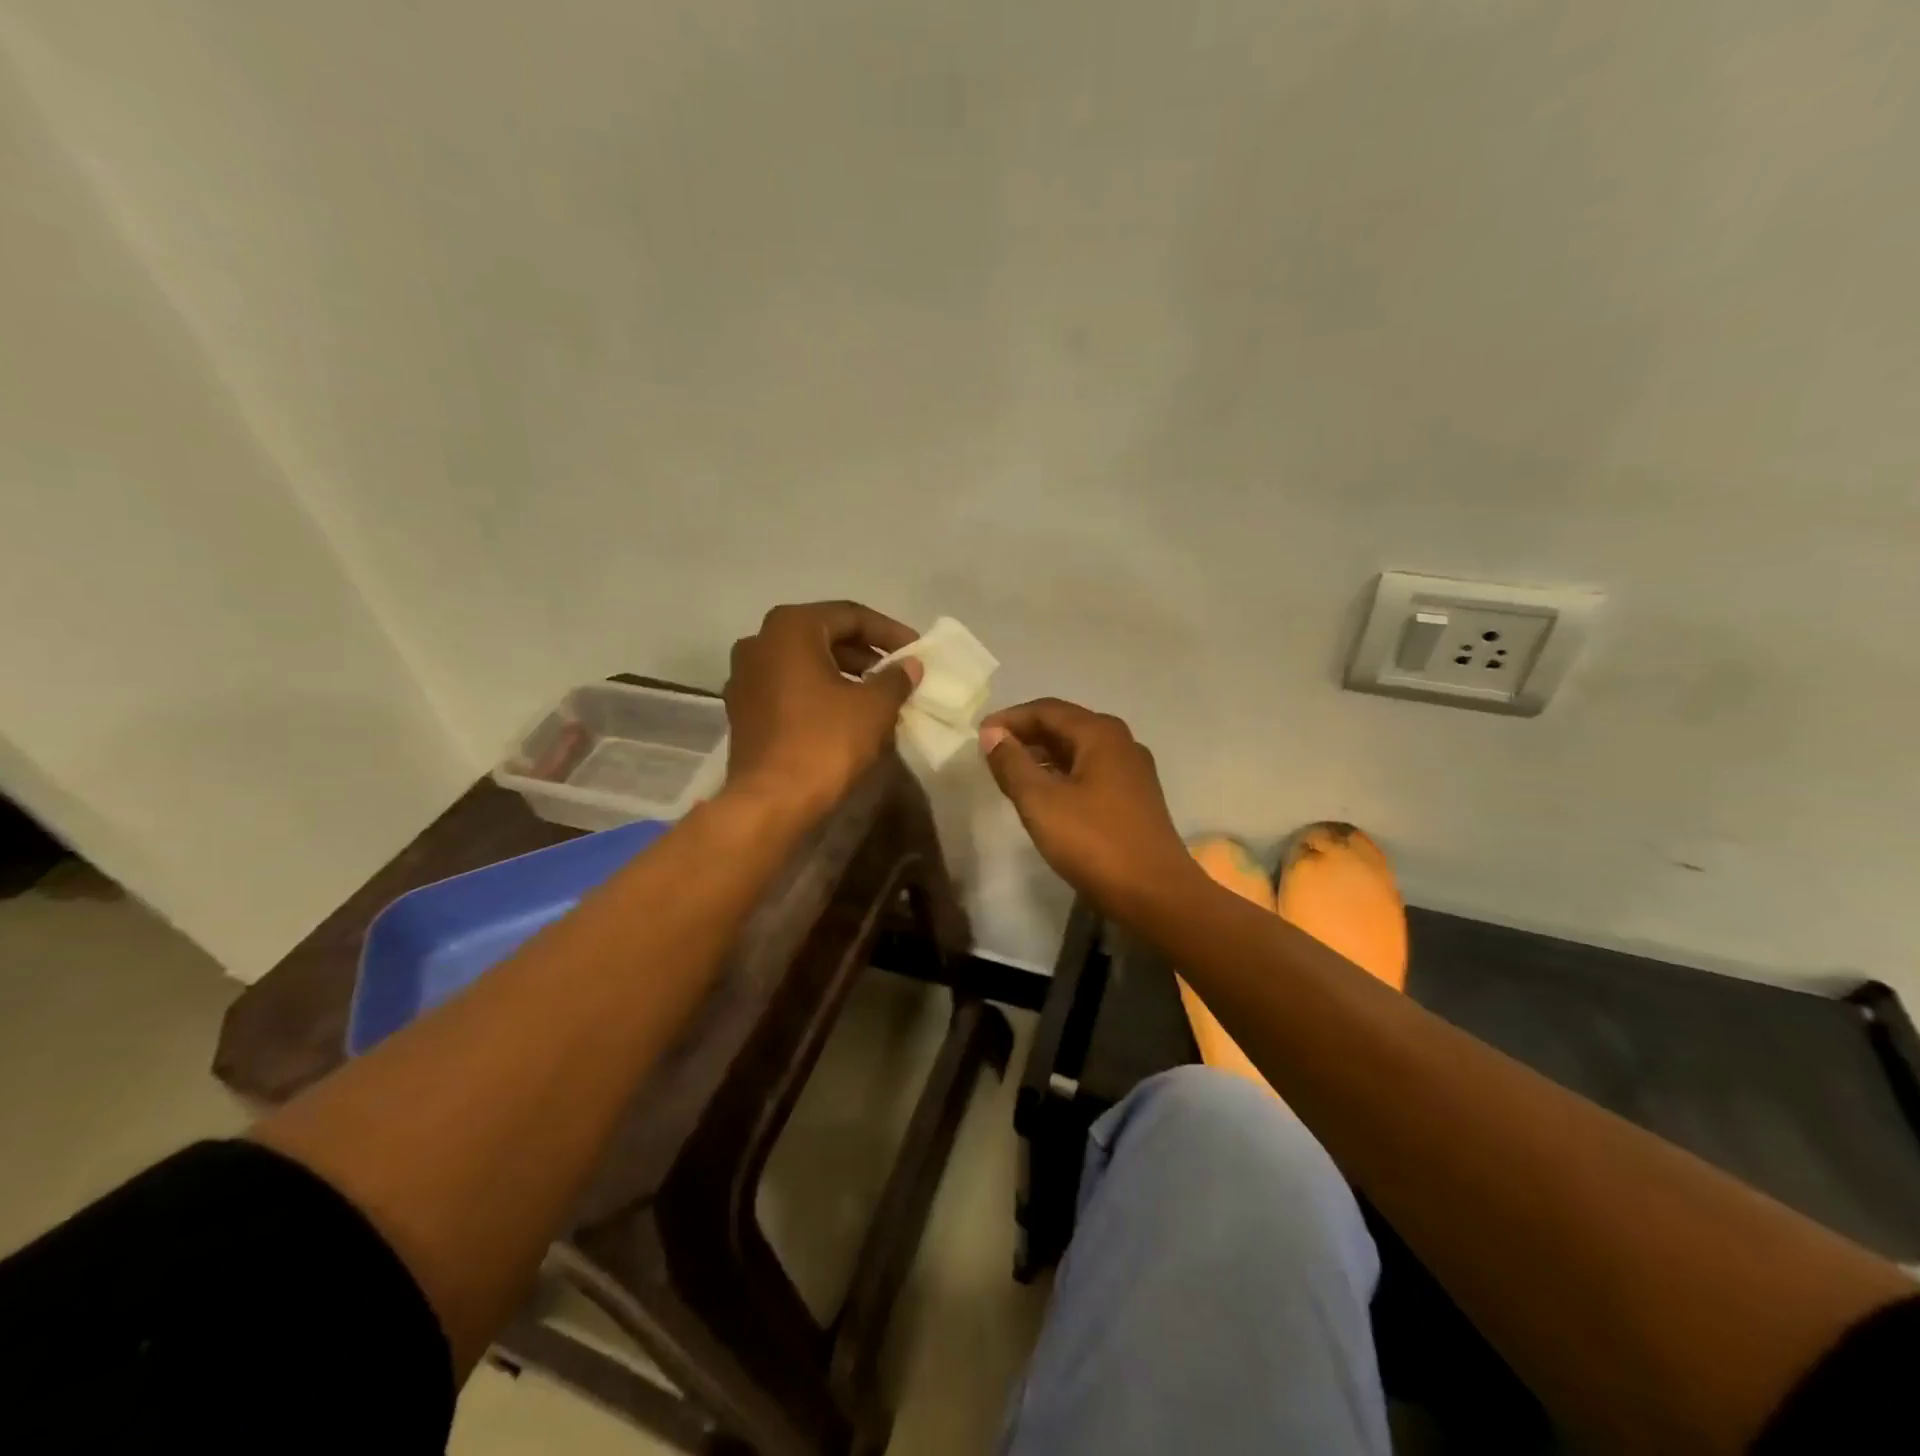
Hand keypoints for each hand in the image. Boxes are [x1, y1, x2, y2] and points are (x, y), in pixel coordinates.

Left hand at [724, 601, 921, 818]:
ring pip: (803, 662)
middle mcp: (759, 642)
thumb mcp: (874, 707)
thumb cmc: (825, 742)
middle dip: (864, 652)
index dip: (889, 631)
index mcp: (790, 628)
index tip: (915, 650)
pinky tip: (844, 713)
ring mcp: (744, 676)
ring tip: (875, 692)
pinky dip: (817, 691)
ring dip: (841, 672)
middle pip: (823, 635)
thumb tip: (910, 665)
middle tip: (896, 671)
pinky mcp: (742, 709)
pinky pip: (787, 687)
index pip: (850, 615)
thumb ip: (895, 678)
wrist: (771, 802)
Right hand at [979, 698, 1198, 919]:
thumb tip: (992, 734)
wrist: (1156, 894)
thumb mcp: (1041, 802)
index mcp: (1100, 734)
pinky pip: (1091, 771)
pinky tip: (1045, 794)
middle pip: (1066, 725)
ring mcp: (1132, 771)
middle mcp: (1121, 743)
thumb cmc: (1094, 842)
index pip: (1047, 710)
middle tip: (992, 751)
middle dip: (1027, 734)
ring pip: (1079, 750)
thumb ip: (1012, 764)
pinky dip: (1063, 773)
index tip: (981, 735)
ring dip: (1044, 755)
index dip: (1011, 718)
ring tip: (1011, 772)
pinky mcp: (1135, 797)